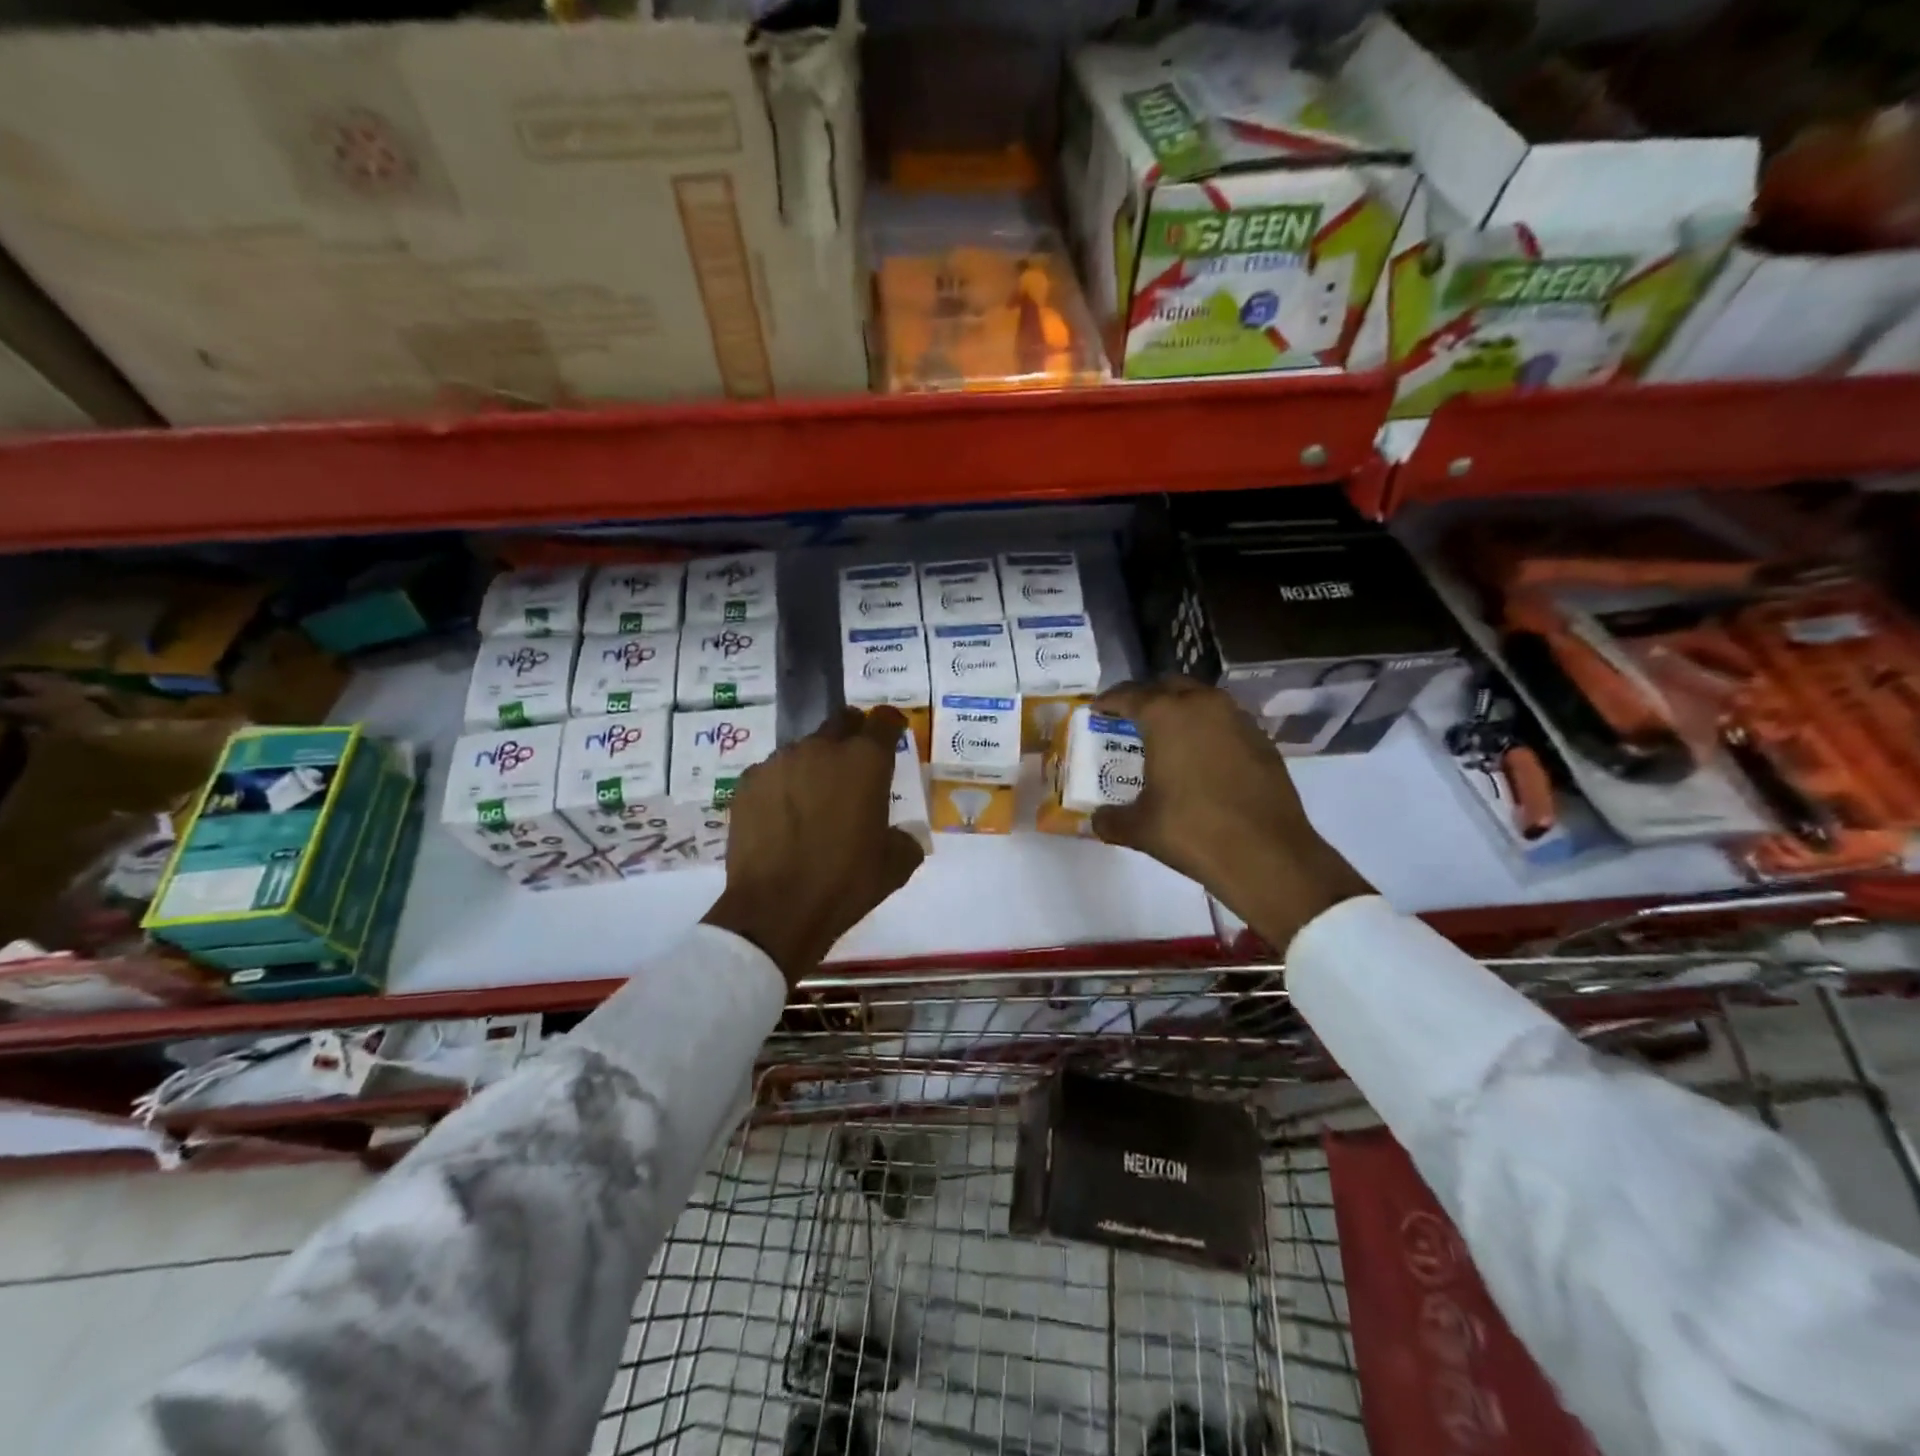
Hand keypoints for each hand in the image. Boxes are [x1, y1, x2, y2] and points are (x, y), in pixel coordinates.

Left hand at [704, 706, 925, 985]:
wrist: (776, 909)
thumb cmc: (846, 882)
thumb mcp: (896, 865)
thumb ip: (905, 837)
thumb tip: (899, 834)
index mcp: (865, 761)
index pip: (884, 720)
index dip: (891, 724)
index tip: (893, 734)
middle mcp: (822, 749)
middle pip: (842, 721)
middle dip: (853, 734)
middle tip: (855, 764)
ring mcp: (780, 762)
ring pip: (805, 749)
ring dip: (815, 764)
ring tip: (815, 800)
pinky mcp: (748, 782)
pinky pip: (773, 773)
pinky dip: (783, 786)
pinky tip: (783, 817)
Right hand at [1089, 678, 1372, 951]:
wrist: (1267, 855)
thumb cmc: (1192, 831)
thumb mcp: (1139, 828)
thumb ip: (1111, 819)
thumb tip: (1097, 820)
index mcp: (1166, 716)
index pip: (1129, 694)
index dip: (1109, 701)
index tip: (1097, 709)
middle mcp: (1203, 705)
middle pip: (1168, 686)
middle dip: (1147, 697)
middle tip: (1130, 717)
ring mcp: (1238, 720)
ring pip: (1202, 699)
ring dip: (1181, 709)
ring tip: (1166, 735)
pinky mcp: (1262, 740)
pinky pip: (1225, 721)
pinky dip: (1208, 729)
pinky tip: (1202, 757)